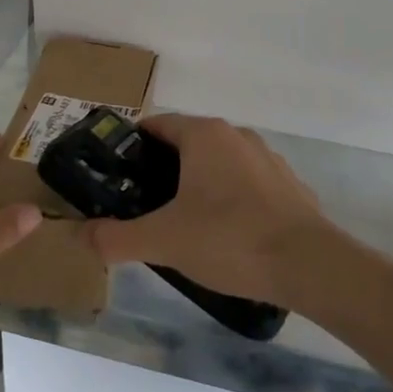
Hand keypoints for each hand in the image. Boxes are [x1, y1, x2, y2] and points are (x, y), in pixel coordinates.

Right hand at [83, 114, 330, 305]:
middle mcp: (236, 135)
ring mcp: (266, 159)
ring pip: (217, 165)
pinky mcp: (288, 185)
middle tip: (142, 207)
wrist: (310, 265)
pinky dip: (229, 201)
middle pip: (186, 144)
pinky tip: (225, 237)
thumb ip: (116, 238)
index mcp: (204, 135)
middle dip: (161, 171)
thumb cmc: (230, 239)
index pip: (155, 126)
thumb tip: (82, 235)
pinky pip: (246, 185)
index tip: (115, 177)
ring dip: (197, 186)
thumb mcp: (163, 241)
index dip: (130, 149)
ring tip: (181, 225)